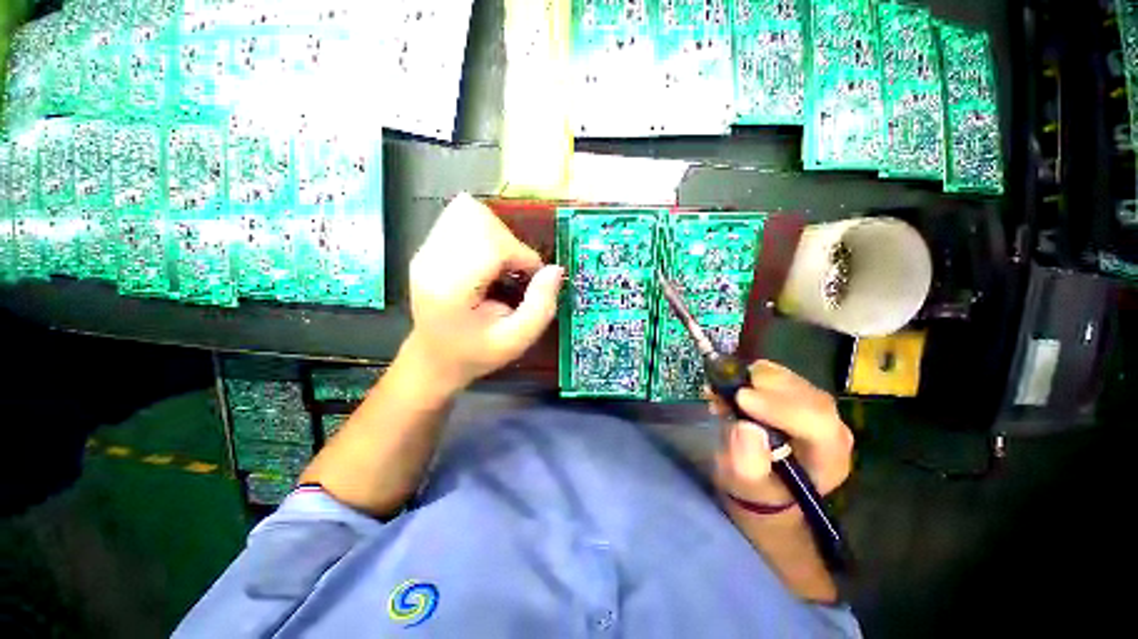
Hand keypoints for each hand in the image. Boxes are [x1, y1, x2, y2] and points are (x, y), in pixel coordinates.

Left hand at [406, 193, 563, 392]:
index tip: (530, 278)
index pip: (492, 244)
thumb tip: (555, 270)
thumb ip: (541, 306)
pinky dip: (485, 233)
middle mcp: (432, 261)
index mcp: (451, 288)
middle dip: (509, 242)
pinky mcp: (428, 247)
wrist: (435, 358)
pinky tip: (487, 260)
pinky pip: (461, 218)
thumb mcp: (517, 340)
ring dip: (498, 235)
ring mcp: (426, 251)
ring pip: (470, 212)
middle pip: (480, 219)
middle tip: (514, 272)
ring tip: (500, 265)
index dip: (521, 256)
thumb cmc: (476, 353)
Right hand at [709, 361, 853, 507]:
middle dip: (762, 387)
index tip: (741, 399)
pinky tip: (729, 388)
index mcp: (827, 457)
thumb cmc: (756, 491)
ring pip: (790, 379)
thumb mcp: (745, 487)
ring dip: (750, 379)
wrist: (762, 485)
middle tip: (723, 390)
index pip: (818, 423)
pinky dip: (748, 374)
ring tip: (721, 392)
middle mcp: (830, 428)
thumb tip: (746, 428)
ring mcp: (814, 407)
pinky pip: (775, 373)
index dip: (780, 406)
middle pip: (806, 394)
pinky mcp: (795, 393)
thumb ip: (747, 464)